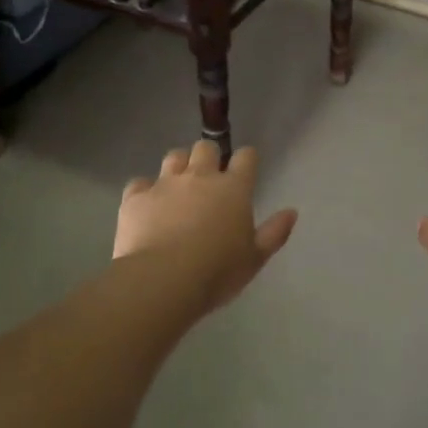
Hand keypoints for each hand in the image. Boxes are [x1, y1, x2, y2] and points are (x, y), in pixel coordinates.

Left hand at [115, 141, 297, 313]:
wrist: (163, 280)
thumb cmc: (217, 271)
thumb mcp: (255, 258)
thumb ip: (274, 232)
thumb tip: (291, 212)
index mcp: (233, 188)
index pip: (246, 157)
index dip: (247, 159)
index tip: (245, 168)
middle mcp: (199, 177)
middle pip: (206, 148)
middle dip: (209, 156)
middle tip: (208, 178)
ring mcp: (165, 184)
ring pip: (173, 157)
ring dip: (178, 166)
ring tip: (178, 186)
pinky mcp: (136, 198)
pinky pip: (139, 183)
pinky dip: (144, 191)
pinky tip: (147, 206)